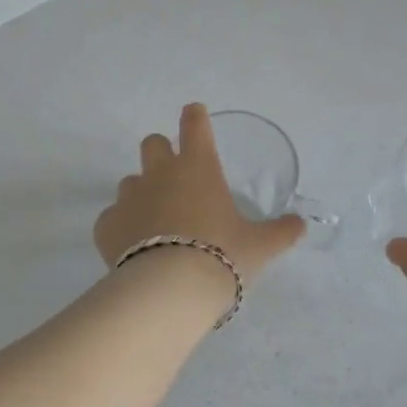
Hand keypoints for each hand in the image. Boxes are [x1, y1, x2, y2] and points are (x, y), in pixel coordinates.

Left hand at [94, 104, 305, 278]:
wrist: (170, 291)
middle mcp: (160, 174)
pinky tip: (133, 247)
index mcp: (198, 167)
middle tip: (176, 177)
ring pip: (130, 181)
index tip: (195, 114)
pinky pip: (112, 217)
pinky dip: (122, 226)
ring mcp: (129, 197)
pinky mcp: (106, 225)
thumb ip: (281, 231)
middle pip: (153, 143)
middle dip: (162, 152)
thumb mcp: (259, 246)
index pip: (194, 125)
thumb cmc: (221, 255)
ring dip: (143, 193)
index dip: (195, 116)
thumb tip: (300, 224)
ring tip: (157, 221)